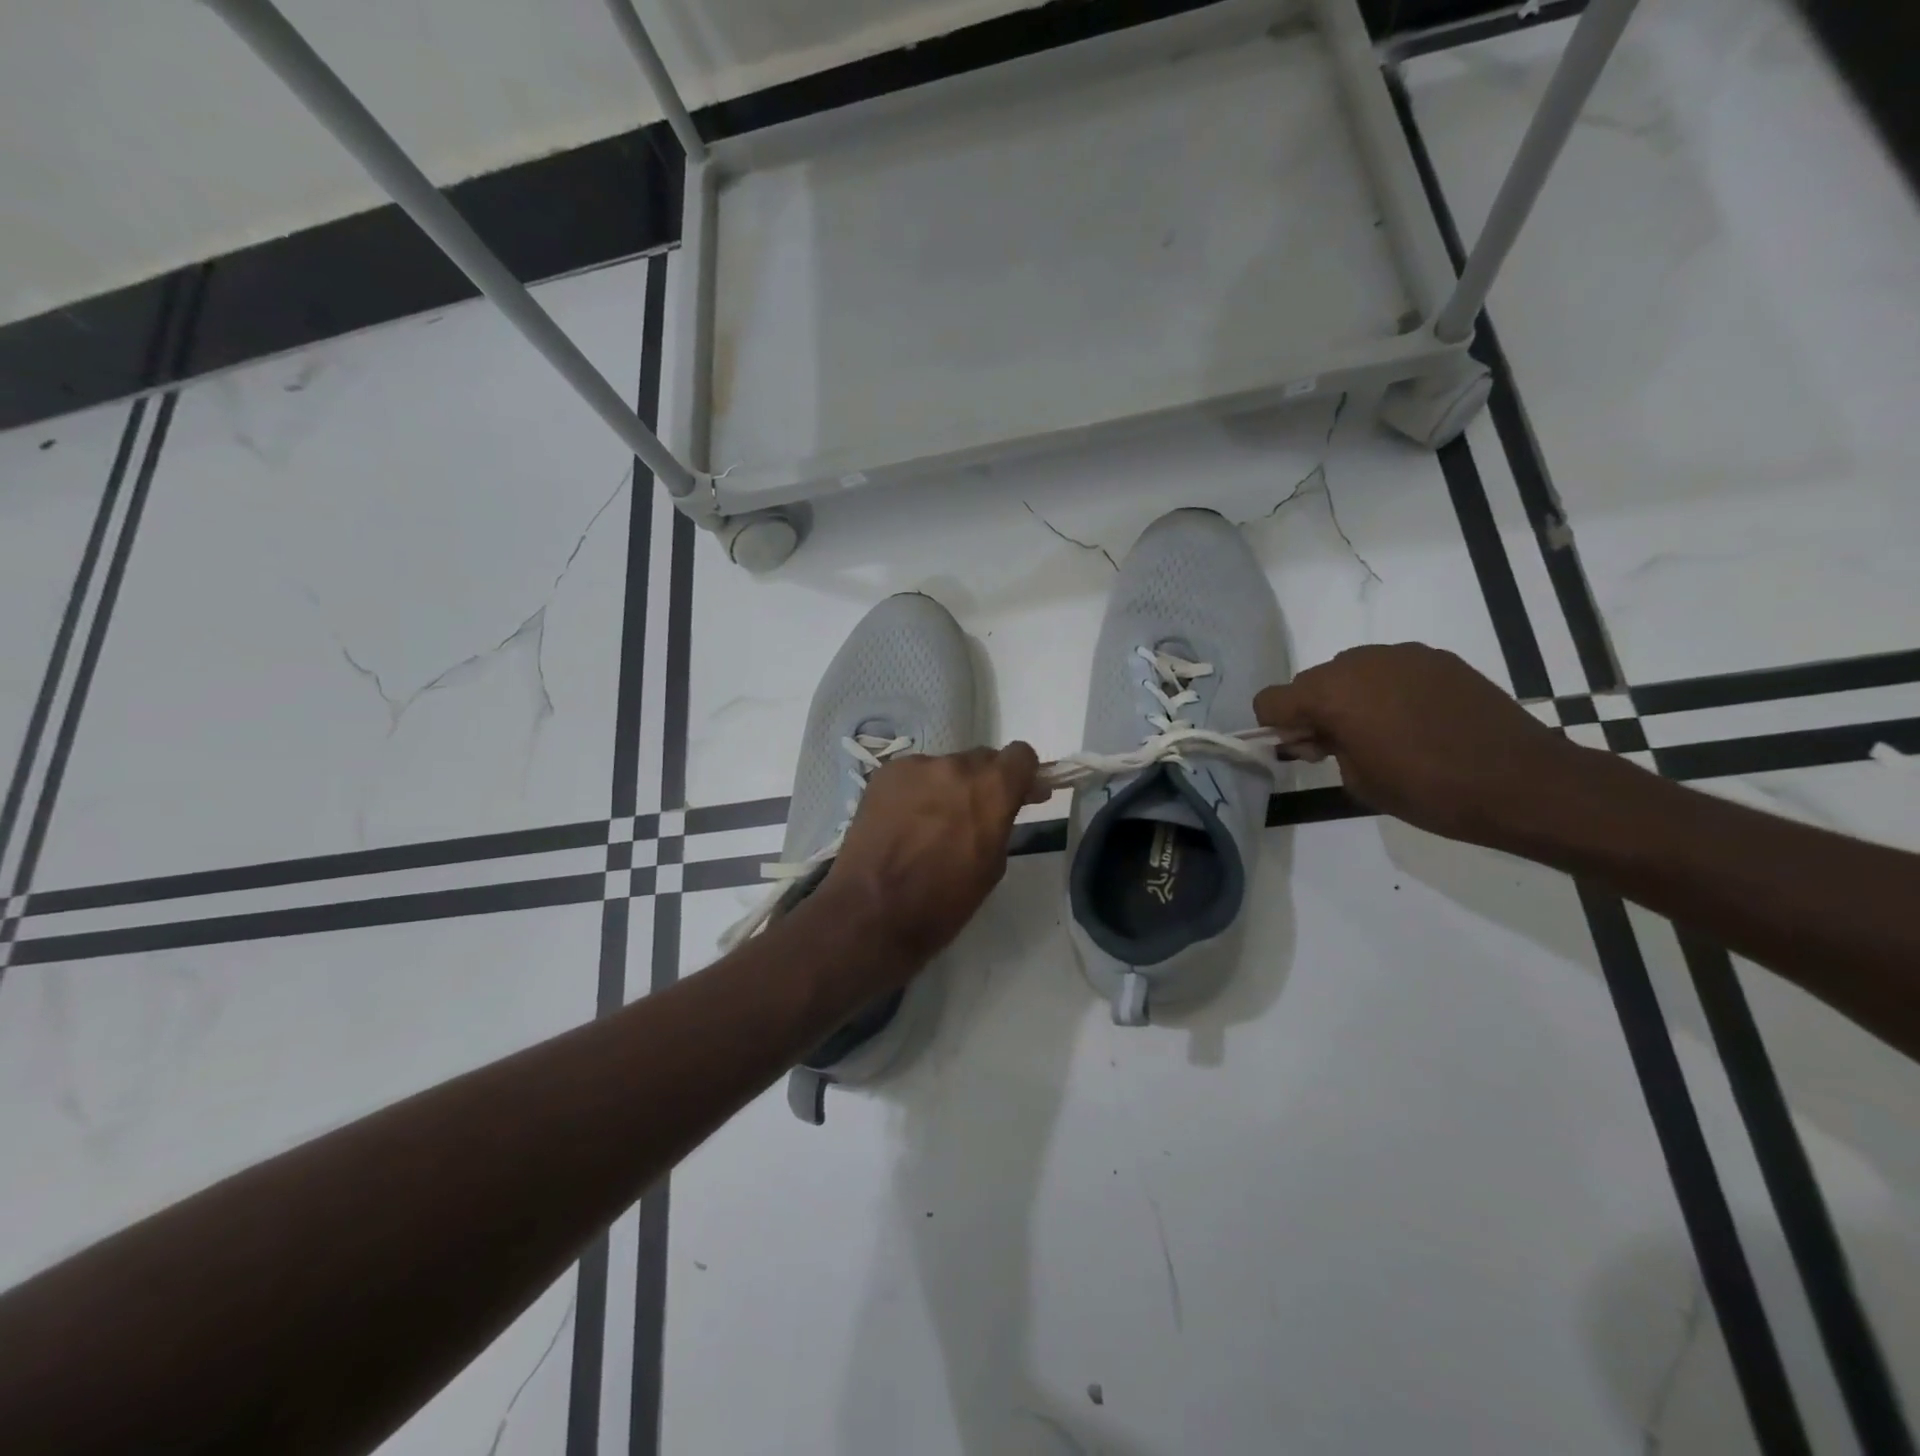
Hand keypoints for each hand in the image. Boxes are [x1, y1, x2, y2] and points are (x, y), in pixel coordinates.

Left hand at [824, 745, 1043, 964]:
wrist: (873, 910)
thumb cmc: (943, 901)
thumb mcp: (992, 865)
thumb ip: (1002, 823)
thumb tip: (1005, 806)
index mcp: (992, 788)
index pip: (1021, 755)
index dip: (1022, 775)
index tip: (1018, 795)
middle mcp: (956, 766)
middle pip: (981, 760)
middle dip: (984, 783)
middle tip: (973, 816)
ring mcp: (916, 766)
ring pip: (944, 768)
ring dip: (947, 788)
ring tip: (930, 825)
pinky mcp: (885, 774)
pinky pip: (913, 776)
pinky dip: (915, 793)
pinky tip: (903, 823)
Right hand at [1253, 644, 1586, 845]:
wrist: (1522, 782)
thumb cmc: (1428, 790)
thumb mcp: (1358, 781)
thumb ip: (1326, 749)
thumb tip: (1322, 735)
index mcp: (1331, 694)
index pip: (1271, 700)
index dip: (1278, 727)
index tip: (1307, 751)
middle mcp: (1359, 663)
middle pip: (1311, 681)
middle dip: (1315, 711)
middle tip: (1343, 747)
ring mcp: (1402, 655)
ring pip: (1351, 672)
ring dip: (1352, 698)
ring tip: (1387, 734)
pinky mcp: (1437, 659)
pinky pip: (1391, 670)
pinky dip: (1389, 691)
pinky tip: (1420, 721)